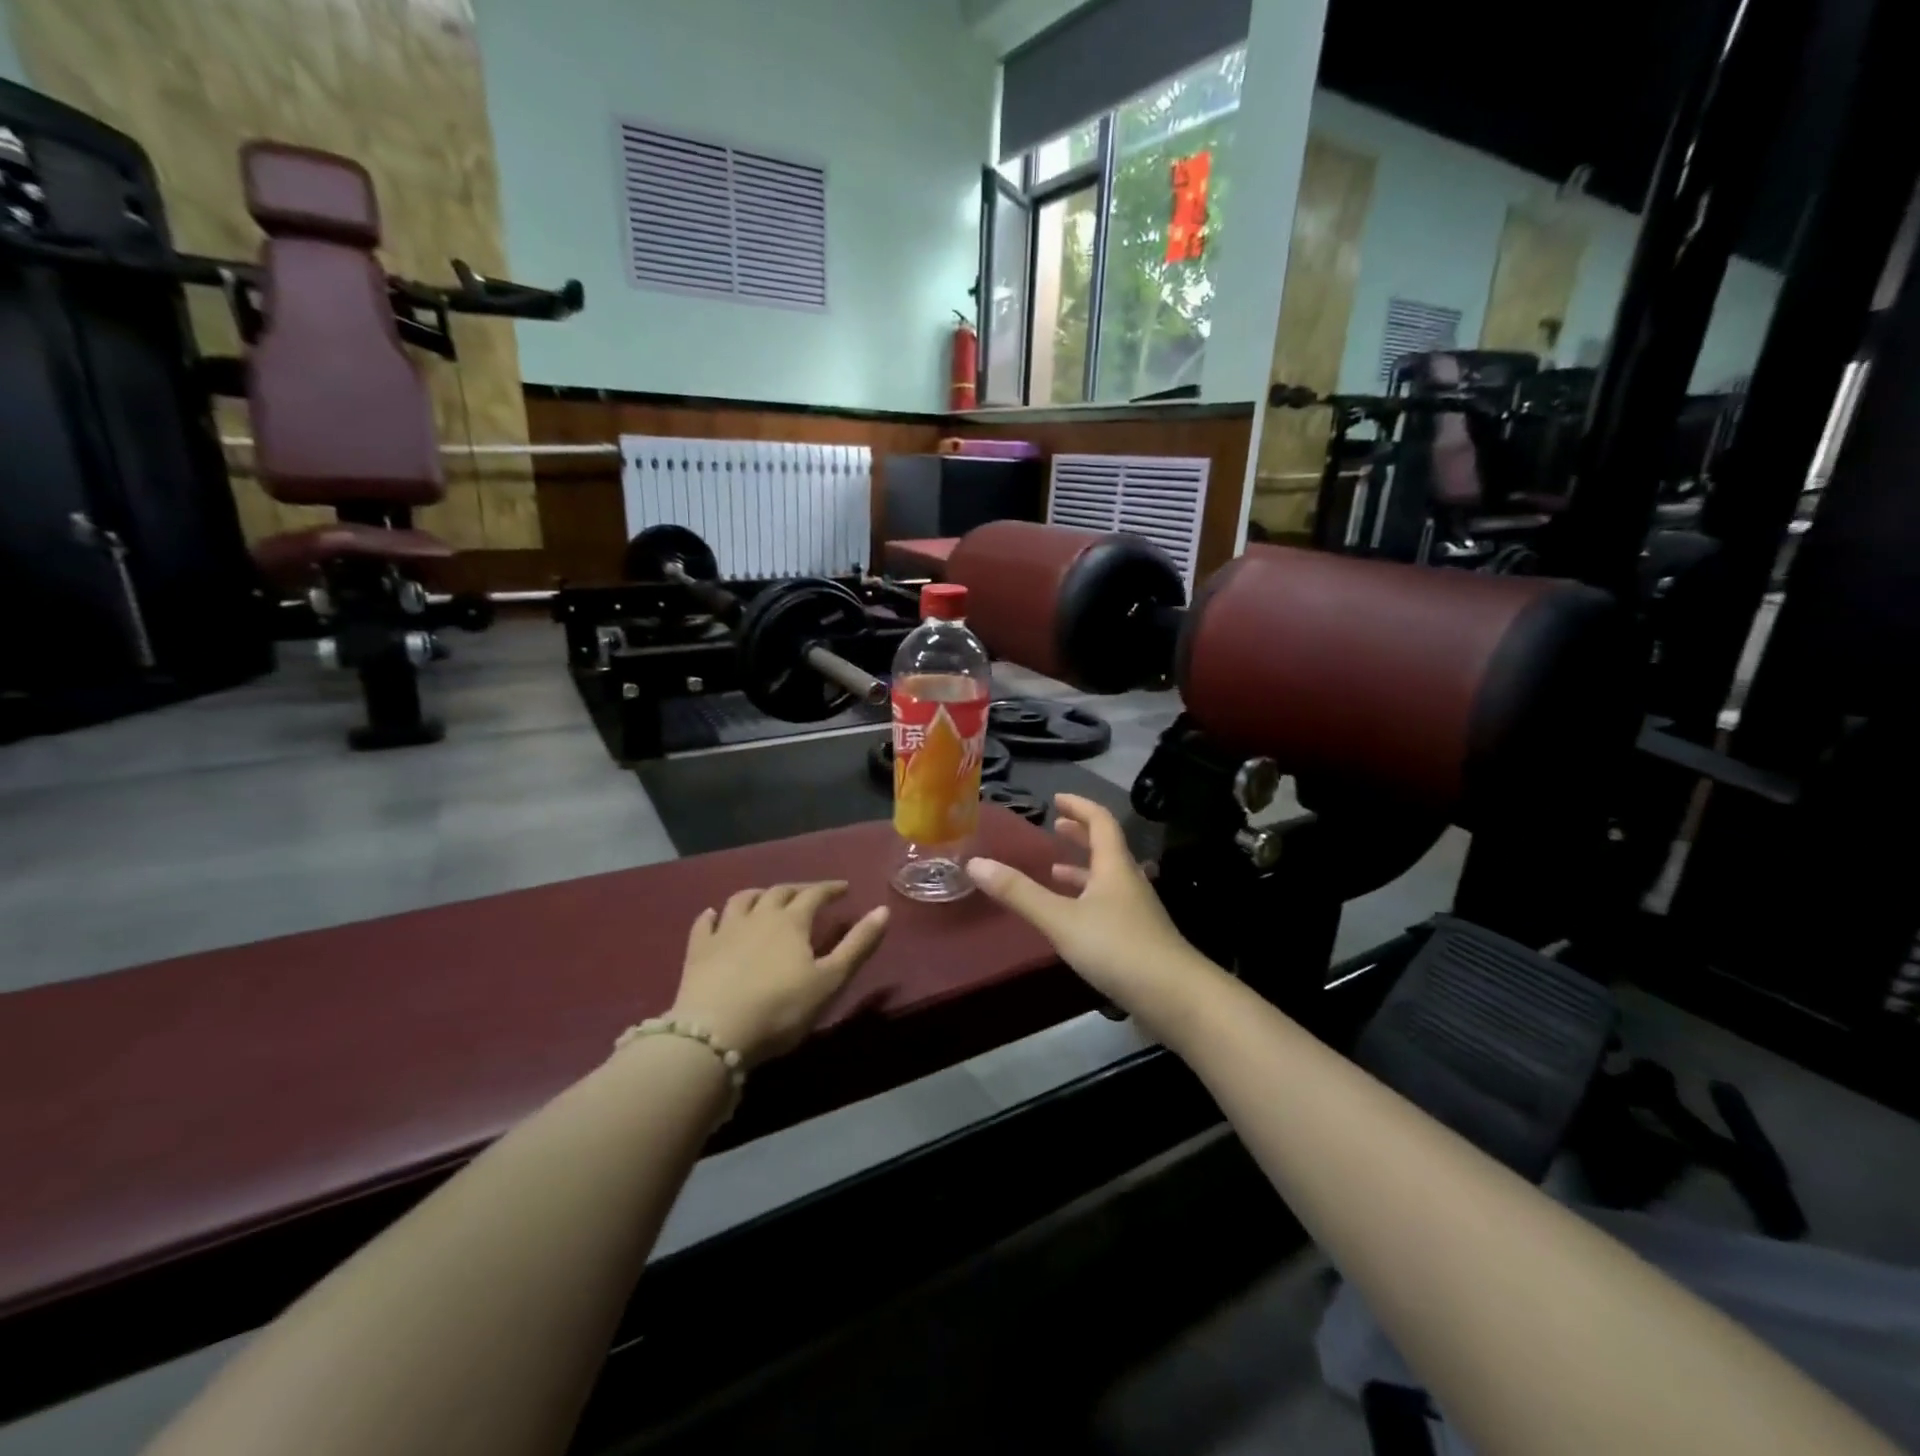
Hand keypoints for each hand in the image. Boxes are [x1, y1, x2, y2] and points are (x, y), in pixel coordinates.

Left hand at [669, 883, 888, 1065]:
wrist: (715, 1032)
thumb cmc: (781, 1009)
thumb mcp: (830, 980)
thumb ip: (858, 945)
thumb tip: (883, 910)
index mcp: (792, 921)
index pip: (815, 894)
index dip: (830, 889)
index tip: (844, 889)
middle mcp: (758, 916)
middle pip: (779, 892)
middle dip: (798, 890)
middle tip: (810, 895)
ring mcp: (724, 931)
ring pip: (742, 900)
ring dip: (757, 895)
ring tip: (765, 898)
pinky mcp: (698, 950)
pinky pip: (704, 924)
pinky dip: (712, 915)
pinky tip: (713, 915)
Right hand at [965, 794, 1213, 1030]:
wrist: (1175, 997)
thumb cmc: (1117, 948)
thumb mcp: (1061, 919)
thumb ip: (1019, 893)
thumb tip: (975, 863)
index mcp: (1114, 866)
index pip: (1100, 821)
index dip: (1079, 806)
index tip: (1058, 798)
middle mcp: (1129, 882)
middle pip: (1107, 848)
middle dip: (1081, 834)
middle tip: (1057, 827)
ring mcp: (1137, 911)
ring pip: (1108, 879)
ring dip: (1083, 869)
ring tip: (1055, 870)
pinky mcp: (1139, 938)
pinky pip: (1109, 904)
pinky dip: (1088, 899)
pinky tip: (1074, 918)